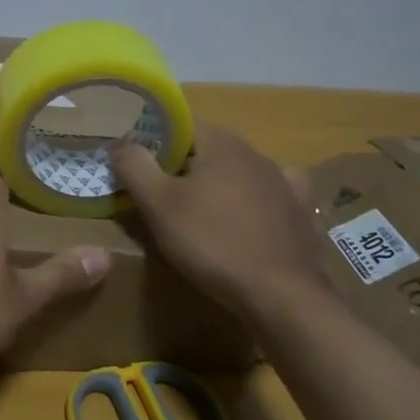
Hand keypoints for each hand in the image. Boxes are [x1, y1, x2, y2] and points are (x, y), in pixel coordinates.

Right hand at [111, 123, 332, 317]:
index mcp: (221, 143)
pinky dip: (254, 201)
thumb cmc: (212, 242)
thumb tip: (121, 142)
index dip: (154, 141)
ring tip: (197, 213)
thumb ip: (135, 166)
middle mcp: (256, 153)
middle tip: (158, 194)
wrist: (281, 294)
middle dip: (182, 166)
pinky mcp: (298, 212)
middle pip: (208, 148)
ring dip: (216, 184)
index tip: (137, 166)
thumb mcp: (158, 205)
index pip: (180, 124)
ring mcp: (282, 182)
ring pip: (237, 172)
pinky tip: (247, 217)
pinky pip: (269, 196)